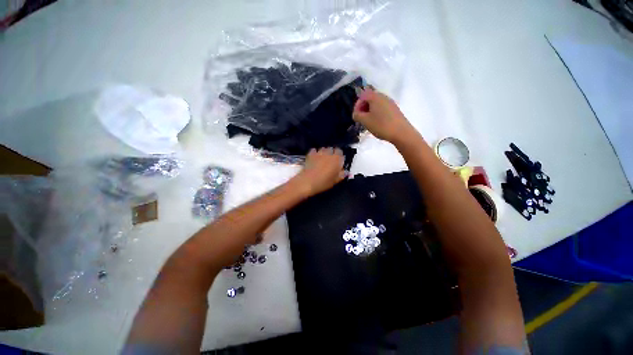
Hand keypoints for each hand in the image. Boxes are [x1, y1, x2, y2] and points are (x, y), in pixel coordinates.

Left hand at [295, 148, 345, 195]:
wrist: (307, 182)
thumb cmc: (323, 182)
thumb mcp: (335, 181)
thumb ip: (341, 175)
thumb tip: (344, 171)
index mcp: (336, 159)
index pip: (340, 152)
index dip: (339, 156)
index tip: (338, 161)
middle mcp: (328, 153)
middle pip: (331, 149)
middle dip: (331, 153)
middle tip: (330, 161)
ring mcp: (319, 153)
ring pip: (323, 149)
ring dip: (324, 152)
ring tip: (322, 159)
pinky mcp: (310, 154)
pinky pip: (314, 150)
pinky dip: (315, 153)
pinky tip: (314, 158)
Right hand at [352, 88, 414, 143]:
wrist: (401, 132)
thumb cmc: (381, 125)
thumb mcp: (365, 121)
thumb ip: (357, 115)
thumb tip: (356, 113)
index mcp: (375, 97)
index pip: (362, 95)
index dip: (357, 105)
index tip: (356, 116)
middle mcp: (383, 96)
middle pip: (369, 99)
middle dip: (363, 108)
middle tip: (361, 119)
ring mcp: (390, 102)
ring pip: (376, 104)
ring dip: (369, 112)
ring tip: (368, 122)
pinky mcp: (394, 109)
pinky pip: (382, 108)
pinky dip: (376, 113)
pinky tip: (377, 123)